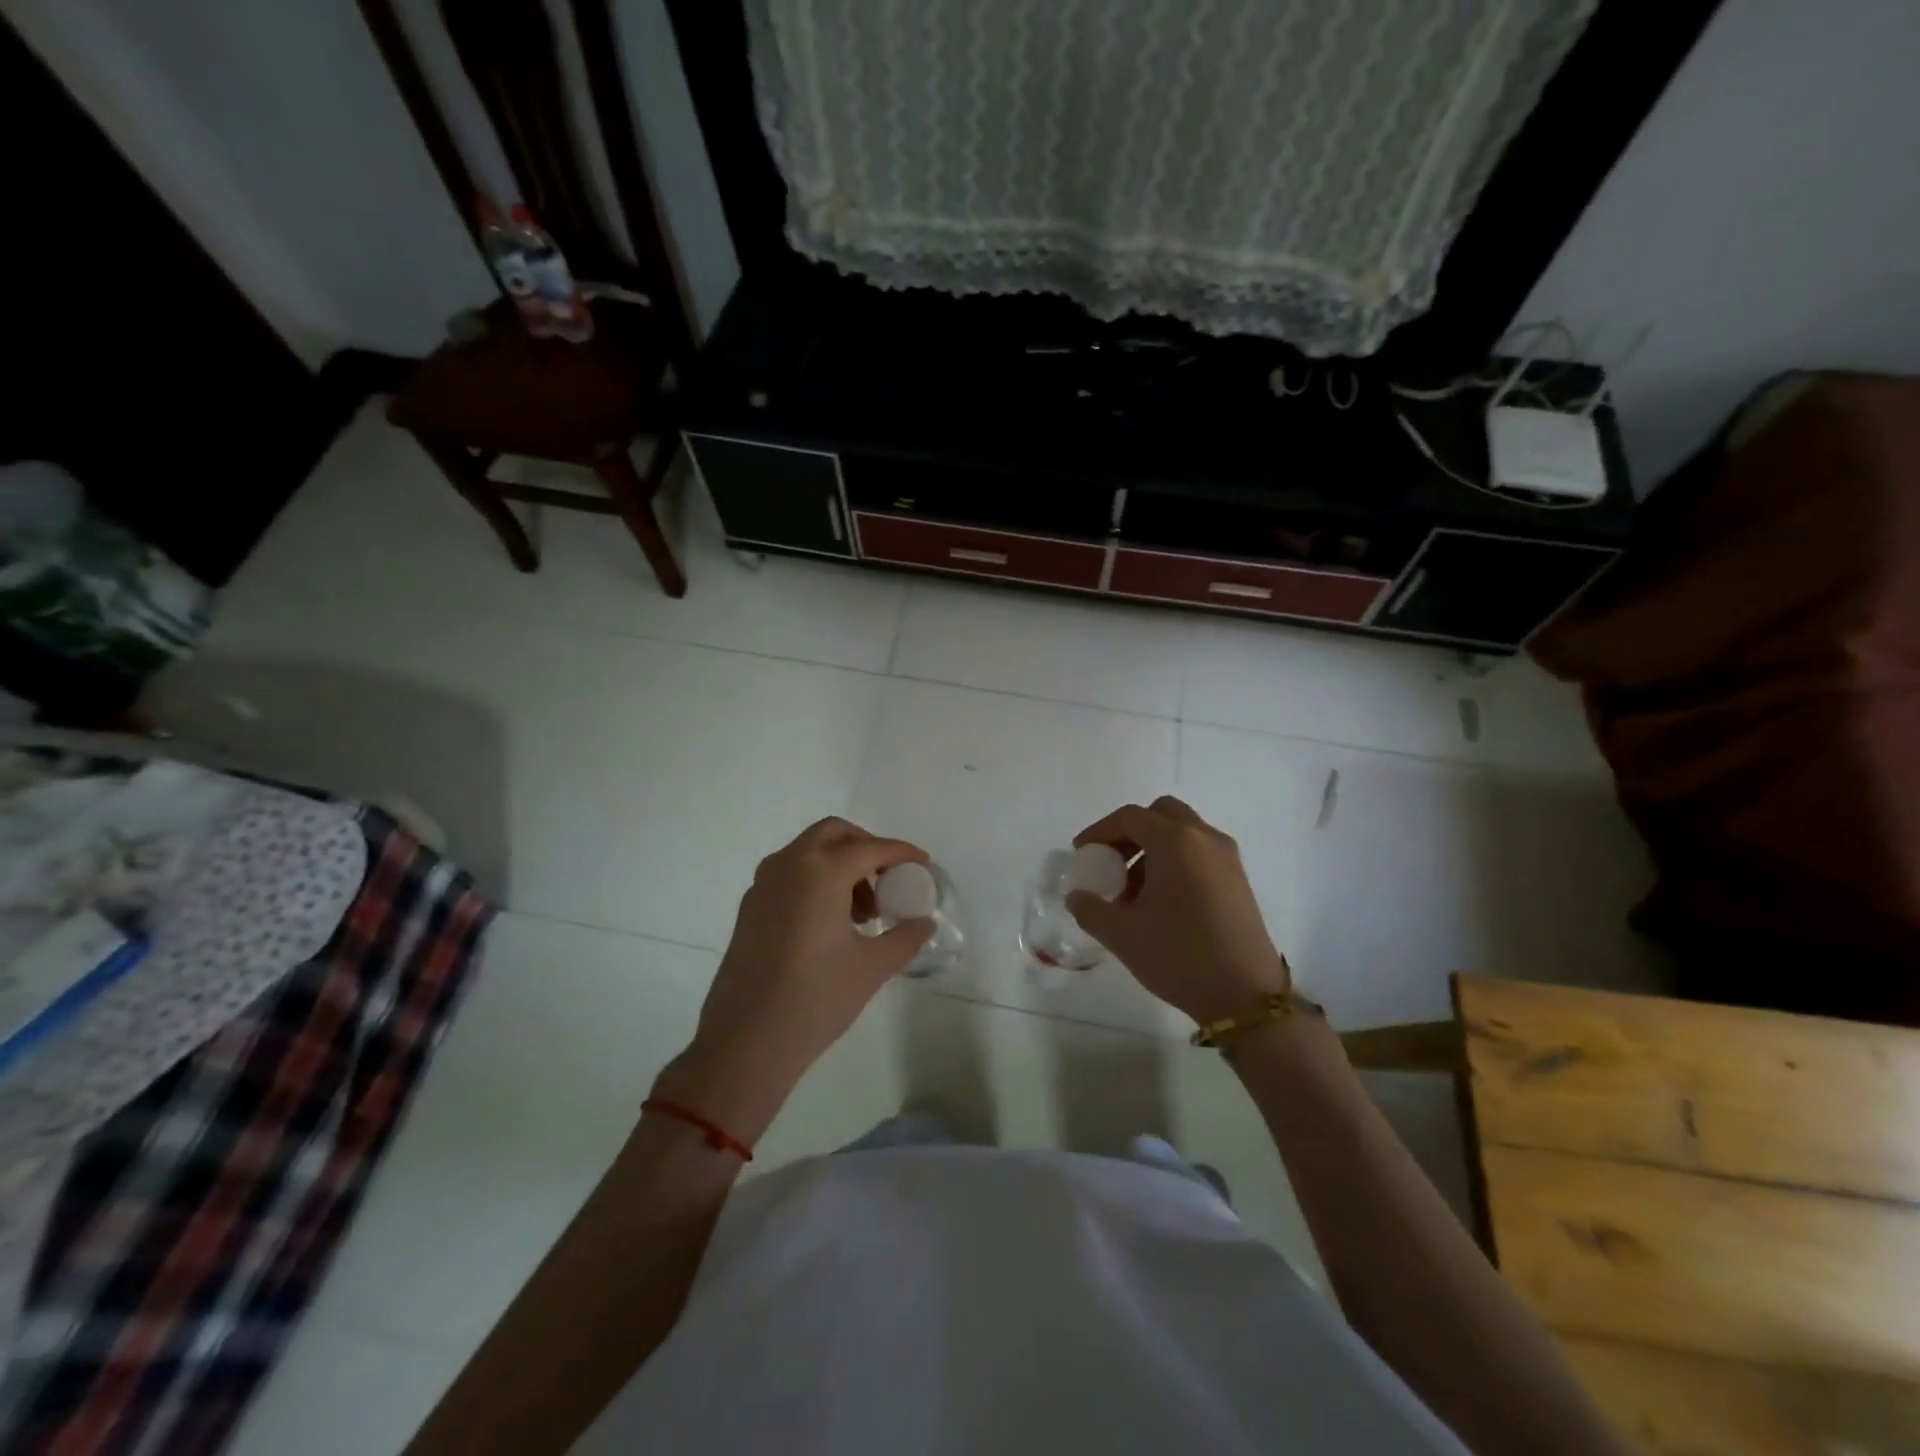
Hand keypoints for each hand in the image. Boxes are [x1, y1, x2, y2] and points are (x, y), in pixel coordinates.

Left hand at [655, 818, 932, 1141]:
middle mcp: (789, 865)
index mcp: (821, 871)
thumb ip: (905, 937)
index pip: (871, 848)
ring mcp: (763, 885)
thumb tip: (924, 923)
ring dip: (841, 865)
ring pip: (809, 852)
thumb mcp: (872, 967)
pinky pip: (790, 875)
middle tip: (890, 879)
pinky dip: (816, 881)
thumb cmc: (815, 999)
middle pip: (834, 834)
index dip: (902, 853)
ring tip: (864, 913)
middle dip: (866, 848)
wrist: (745, 1043)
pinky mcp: (750, 908)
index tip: (923, 864)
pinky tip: (832, 924)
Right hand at [1067, 796, 1289, 1026]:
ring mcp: (1227, 858)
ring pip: (1182, 833)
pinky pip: (1199, 853)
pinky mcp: (1238, 879)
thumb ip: (1090, 909)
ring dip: (1153, 849)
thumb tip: (1077, 897)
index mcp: (1175, 842)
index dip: (1100, 831)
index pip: (1130, 818)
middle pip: (1161, 815)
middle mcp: (1204, 838)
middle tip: (1111, 862)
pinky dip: (1175, 861)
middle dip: (1131, 833)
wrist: (1245, 996)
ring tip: (1133, 891)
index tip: (1082, 854)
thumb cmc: (1178, 955)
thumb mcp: (1122, 934)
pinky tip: (1162, 902)